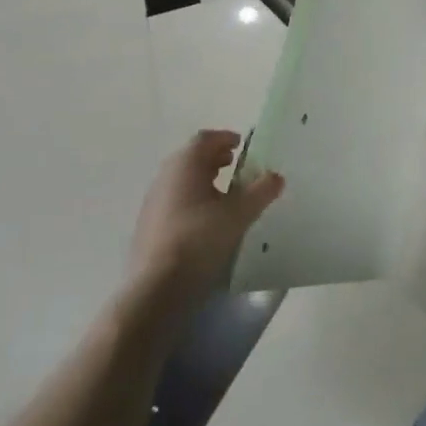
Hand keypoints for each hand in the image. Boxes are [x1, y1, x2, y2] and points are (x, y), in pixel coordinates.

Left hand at [129, 130, 284, 290]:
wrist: (156, 287)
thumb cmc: (200, 239)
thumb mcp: (239, 214)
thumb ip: (261, 191)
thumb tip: (276, 176)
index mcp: (185, 165)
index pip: (204, 139)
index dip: (225, 138)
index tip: (242, 146)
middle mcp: (165, 177)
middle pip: (191, 157)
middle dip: (215, 158)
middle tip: (237, 166)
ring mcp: (153, 202)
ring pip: (182, 180)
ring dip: (204, 180)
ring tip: (227, 194)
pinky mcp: (148, 226)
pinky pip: (175, 201)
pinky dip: (193, 199)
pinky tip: (208, 220)